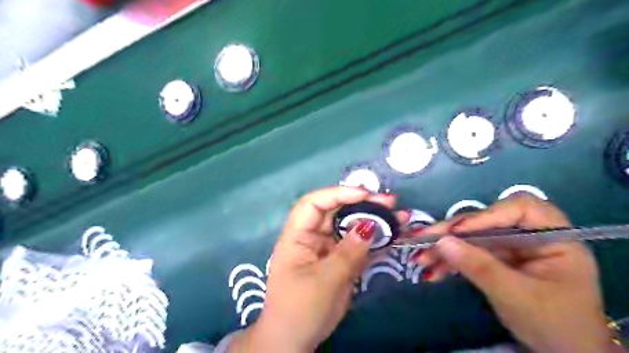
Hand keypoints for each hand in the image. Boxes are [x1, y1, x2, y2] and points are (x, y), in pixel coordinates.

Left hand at [230, 186, 408, 351]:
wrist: (295, 341)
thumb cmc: (300, 309)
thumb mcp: (325, 281)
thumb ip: (348, 252)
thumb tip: (369, 226)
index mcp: (297, 236)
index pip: (313, 203)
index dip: (338, 194)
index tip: (365, 194)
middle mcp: (312, 236)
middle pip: (336, 211)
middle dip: (361, 204)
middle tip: (390, 202)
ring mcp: (327, 248)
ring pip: (350, 226)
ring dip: (372, 220)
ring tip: (398, 216)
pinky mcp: (339, 260)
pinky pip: (357, 245)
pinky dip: (374, 240)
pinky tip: (392, 234)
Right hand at [414, 194, 617, 352]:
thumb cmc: (555, 325)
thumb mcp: (517, 296)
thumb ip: (480, 267)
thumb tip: (441, 242)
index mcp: (555, 236)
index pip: (519, 208)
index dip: (486, 215)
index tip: (457, 231)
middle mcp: (531, 235)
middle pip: (487, 221)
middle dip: (453, 232)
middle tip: (422, 239)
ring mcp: (512, 247)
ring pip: (473, 237)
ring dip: (445, 248)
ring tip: (420, 258)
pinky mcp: (497, 259)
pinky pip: (470, 253)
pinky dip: (451, 262)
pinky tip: (433, 271)